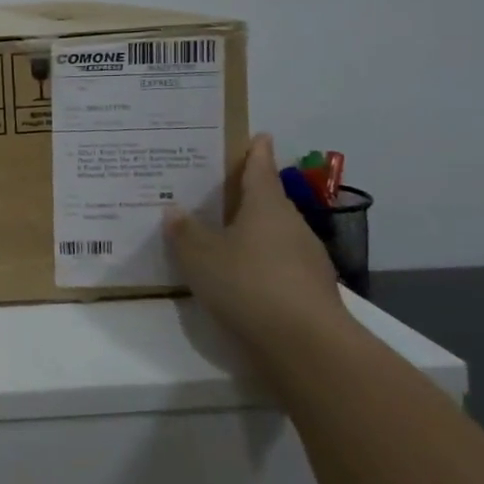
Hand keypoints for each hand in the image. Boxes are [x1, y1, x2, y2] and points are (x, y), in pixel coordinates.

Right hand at [164, 134, 350, 373]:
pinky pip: (277, 266)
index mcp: (267, 206)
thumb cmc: (248, 284)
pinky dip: (258, 264)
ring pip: (273, 236)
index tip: (258, 136)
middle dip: (246, 195)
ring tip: (218, 234)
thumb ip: (185, 231)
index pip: (261, 169)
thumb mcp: (200, 255)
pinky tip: (236, 276)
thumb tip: (174, 209)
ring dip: (251, 233)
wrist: (307, 348)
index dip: (256, 152)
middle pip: (268, 202)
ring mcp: (306, 261)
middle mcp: (291, 226)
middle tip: (215, 189)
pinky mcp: (309, 293)